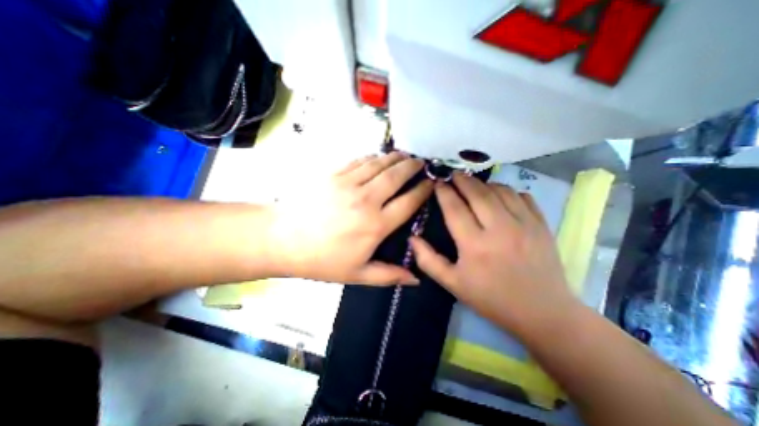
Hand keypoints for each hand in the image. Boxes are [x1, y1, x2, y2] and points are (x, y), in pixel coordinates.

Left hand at [266, 153, 432, 285]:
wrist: (283, 239)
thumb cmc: (322, 260)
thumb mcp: (357, 275)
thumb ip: (389, 275)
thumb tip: (416, 279)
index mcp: (376, 225)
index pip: (408, 202)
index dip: (423, 191)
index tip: (431, 183)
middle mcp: (366, 200)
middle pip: (396, 176)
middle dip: (413, 167)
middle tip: (422, 163)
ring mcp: (349, 183)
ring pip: (379, 164)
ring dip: (395, 158)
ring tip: (405, 156)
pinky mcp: (333, 174)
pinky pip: (359, 161)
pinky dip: (373, 157)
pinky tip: (379, 157)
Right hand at [409, 173, 575, 335]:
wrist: (542, 312)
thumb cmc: (491, 298)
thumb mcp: (453, 284)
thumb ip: (428, 260)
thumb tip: (412, 238)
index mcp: (474, 245)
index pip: (455, 208)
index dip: (444, 192)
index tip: (437, 183)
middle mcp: (499, 229)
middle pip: (477, 193)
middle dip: (462, 180)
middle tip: (453, 175)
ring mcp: (524, 224)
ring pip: (499, 190)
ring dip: (483, 183)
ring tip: (473, 184)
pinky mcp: (541, 224)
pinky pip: (522, 196)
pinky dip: (507, 190)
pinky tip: (499, 195)